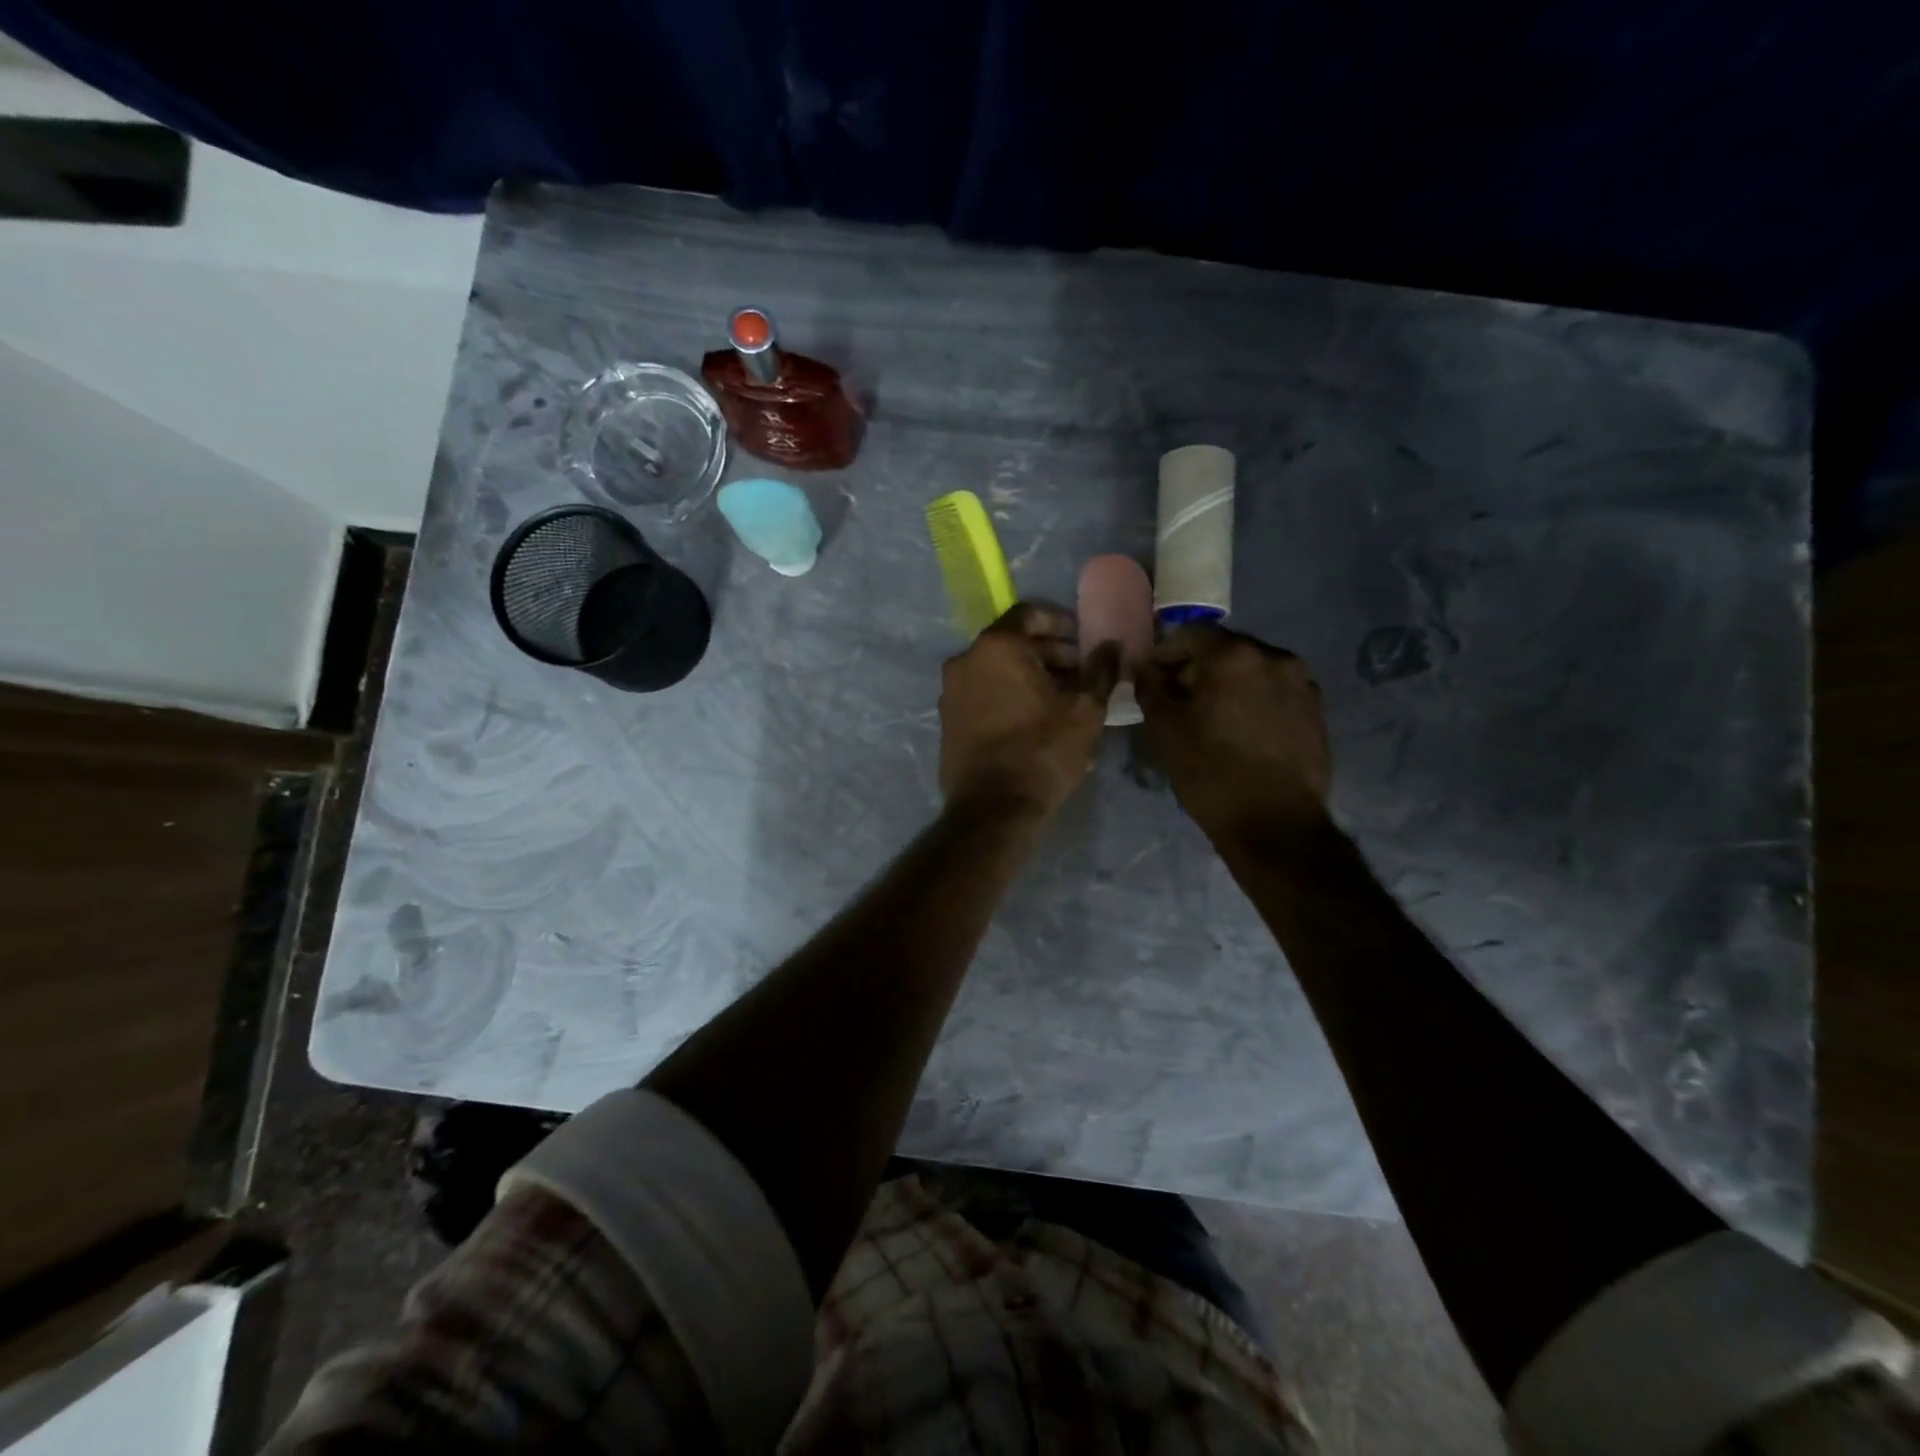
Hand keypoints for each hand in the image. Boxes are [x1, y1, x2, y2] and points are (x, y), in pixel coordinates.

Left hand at [940, 602, 1120, 818]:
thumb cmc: (1042, 751)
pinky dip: (1009, 696)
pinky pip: (984, 695)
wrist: (992, 808)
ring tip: (1063, 701)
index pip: (1030, 613)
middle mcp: (965, 660)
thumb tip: (1112, 646)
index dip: (1062, 623)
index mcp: (996, 647)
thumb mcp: (1085, 710)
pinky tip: (1036, 721)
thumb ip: (1101, 670)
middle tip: (1081, 674)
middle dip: (1049, 653)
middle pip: (1013, 643)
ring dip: (1030, 677)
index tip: (1084, 643)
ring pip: (997, 671)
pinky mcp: (948, 720)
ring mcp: (951, 691)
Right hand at [1136, 623, 1331, 846]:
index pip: (1191, 633)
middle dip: (1199, 667)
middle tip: (1179, 698)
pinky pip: (1275, 691)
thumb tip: (1147, 668)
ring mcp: (1302, 683)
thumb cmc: (1211, 773)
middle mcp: (1274, 657)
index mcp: (1234, 656)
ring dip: (1229, 683)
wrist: (1276, 824)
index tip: (1153, 679)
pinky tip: (1243, 731)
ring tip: (1213, 717)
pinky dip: (1254, 700)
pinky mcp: (1317, 710)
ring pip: (1253, 670)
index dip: (1166, 653)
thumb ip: (1151, 688)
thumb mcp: (1165, 730)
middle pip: (1226, 649)